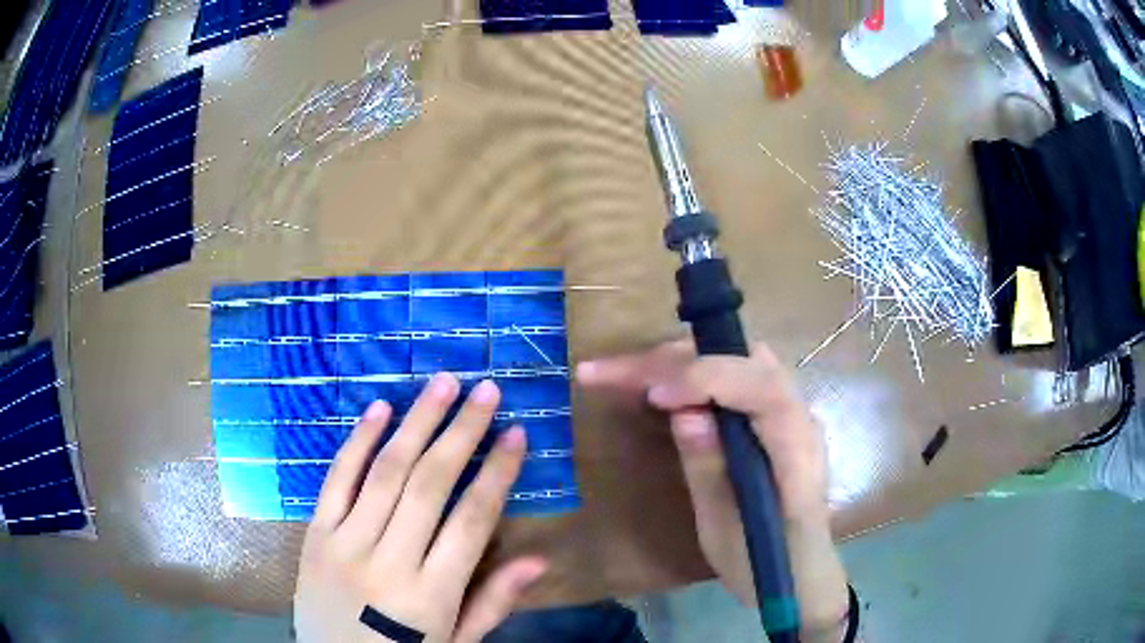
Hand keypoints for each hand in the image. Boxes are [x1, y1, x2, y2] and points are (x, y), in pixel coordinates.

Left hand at [294, 374, 547, 642]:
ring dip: (416, 422)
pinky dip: (359, 442)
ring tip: (443, 384)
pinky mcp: (315, 535)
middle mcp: (388, 562)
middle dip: (462, 432)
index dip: (497, 474)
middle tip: (486, 390)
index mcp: (431, 595)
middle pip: (430, 485)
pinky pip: (337, 480)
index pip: (472, 521)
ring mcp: (344, 544)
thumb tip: (540, 560)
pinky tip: (380, 409)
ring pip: (385, 472)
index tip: (517, 434)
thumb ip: (493, 602)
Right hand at [577, 341, 848, 636]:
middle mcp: (801, 419)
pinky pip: (733, 378)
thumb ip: (710, 471)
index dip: (706, 380)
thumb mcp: (728, 533)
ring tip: (624, 372)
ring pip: (737, 361)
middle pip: (745, 361)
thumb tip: (683, 412)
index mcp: (798, 453)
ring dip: (679, 361)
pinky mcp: (772, 419)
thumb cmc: (765, 565)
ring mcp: (790, 414)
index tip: (653, 396)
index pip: (761, 389)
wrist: (800, 575)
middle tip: (612, 373)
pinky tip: (657, 385)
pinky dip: (691, 373)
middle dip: (677, 360)